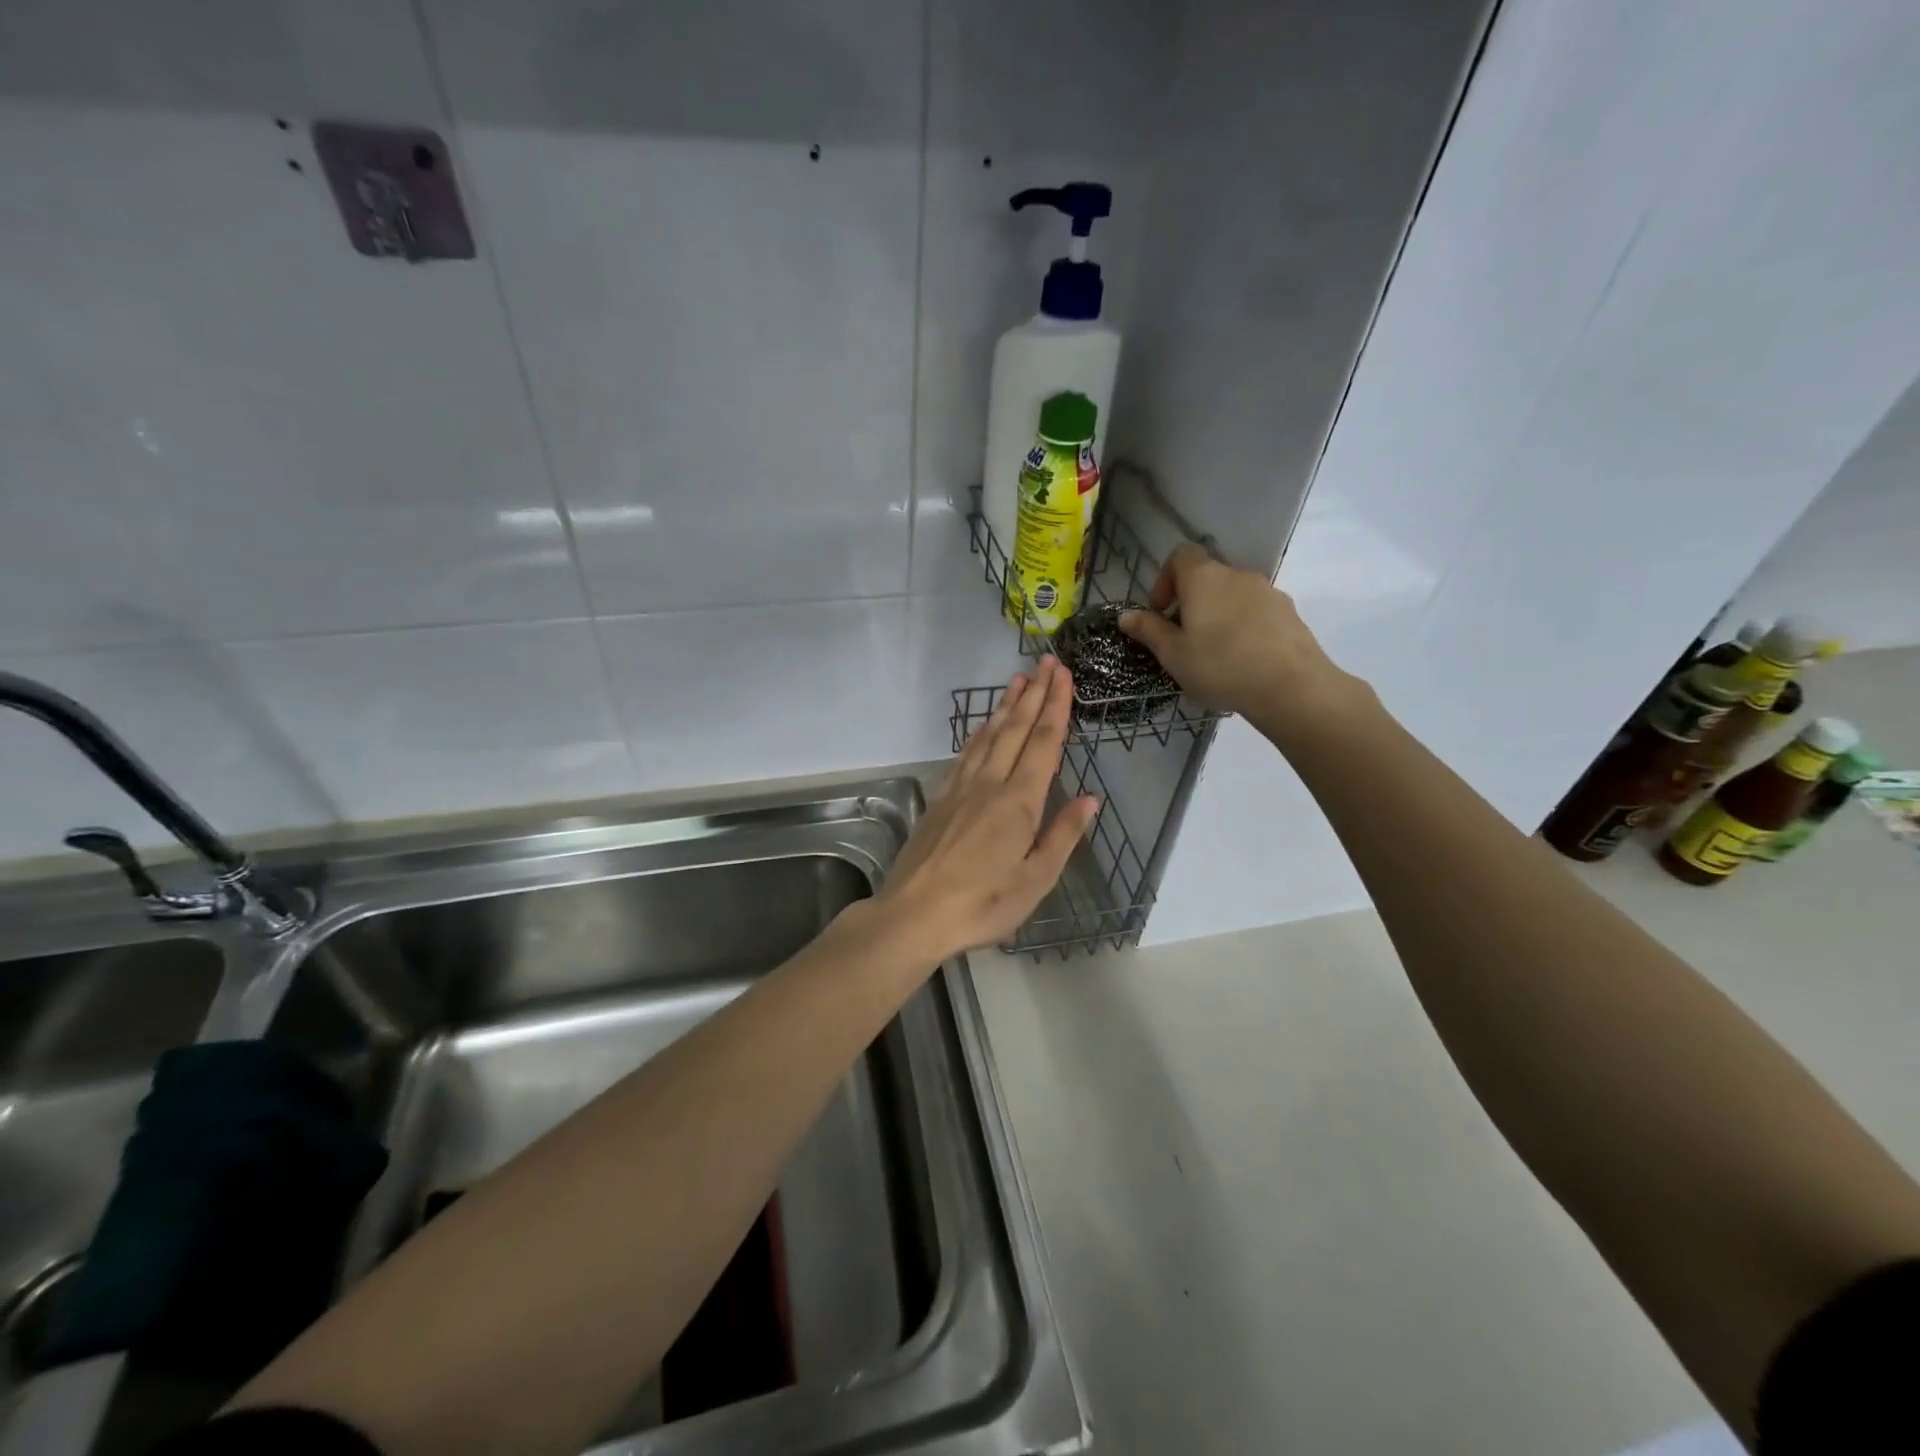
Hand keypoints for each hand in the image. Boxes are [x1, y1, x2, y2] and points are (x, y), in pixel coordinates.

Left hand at [878, 657, 1099, 959]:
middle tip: (1046, 663)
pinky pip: (966, 754)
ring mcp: (961, 788)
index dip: (1056, 708)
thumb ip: (1063, 836)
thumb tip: (1090, 799)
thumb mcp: (1035, 880)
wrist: (914, 914)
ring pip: (988, 736)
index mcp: (1019, 803)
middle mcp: (990, 785)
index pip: (1043, 744)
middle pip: (1015, 730)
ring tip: (1018, 679)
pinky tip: (984, 725)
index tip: (1063, 676)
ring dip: (1006, 706)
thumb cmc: (983, 904)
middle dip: (1034, 695)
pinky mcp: (940, 798)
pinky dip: (979, 732)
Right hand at [1118, 544, 1361, 735]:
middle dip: (1191, 602)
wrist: (1291, 687)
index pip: (1181, 555)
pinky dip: (1244, 627)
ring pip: (1233, 596)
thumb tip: (1126, 615)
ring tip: (1214, 654)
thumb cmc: (1220, 666)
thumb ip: (1149, 631)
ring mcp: (1268, 592)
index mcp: (1204, 578)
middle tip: (1183, 639)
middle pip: (1207, 577)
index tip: (1161, 611)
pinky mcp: (1289, 613)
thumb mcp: (1173, 654)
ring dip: (1218, 615)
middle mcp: (1237, 575)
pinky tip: (1243, 660)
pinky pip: (1256, 612)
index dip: (1165, 579)